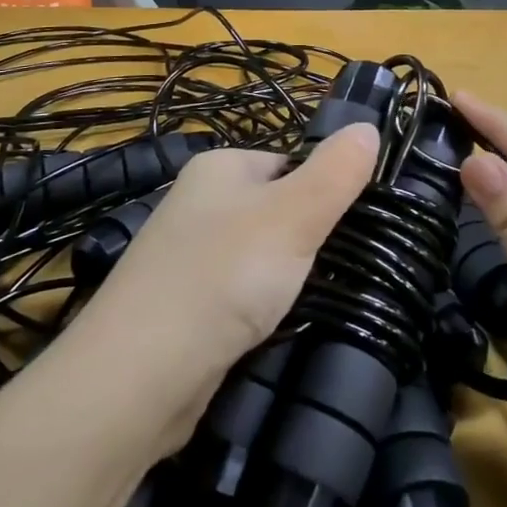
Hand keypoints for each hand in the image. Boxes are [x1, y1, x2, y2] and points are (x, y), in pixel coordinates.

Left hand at [75, 124, 379, 445]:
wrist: (137, 379)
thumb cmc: (223, 276)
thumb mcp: (294, 215)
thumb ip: (336, 171)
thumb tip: (369, 127)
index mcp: (219, 167)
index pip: (289, 162)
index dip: (325, 190)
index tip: (356, 226)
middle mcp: (198, 203)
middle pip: (275, 210)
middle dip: (307, 239)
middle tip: (343, 267)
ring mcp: (186, 257)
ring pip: (259, 257)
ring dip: (286, 278)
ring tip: (316, 301)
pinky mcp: (183, 308)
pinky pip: (238, 296)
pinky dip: (260, 309)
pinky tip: (277, 329)